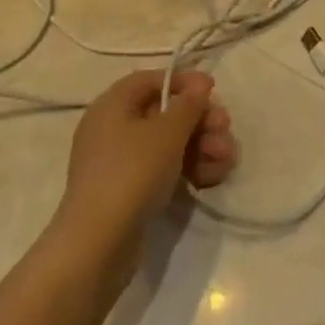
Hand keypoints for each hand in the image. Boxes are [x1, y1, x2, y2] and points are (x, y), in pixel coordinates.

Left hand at [55, 70, 235, 260]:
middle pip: (165, 113)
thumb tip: (198, 85)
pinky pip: (164, 169)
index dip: (183, 82)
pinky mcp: (131, 191)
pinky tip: (211, 179)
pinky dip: (189, 169)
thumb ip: (188, 104)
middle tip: (225, 130)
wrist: (99, 244)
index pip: (150, 80)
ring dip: (202, 146)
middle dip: (200, 121)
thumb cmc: (132, 173)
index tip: (212, 91)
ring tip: (225, 161)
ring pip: (170, 143)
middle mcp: (113, 129)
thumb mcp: (167, 132)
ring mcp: (121, 162)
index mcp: (113, 105)